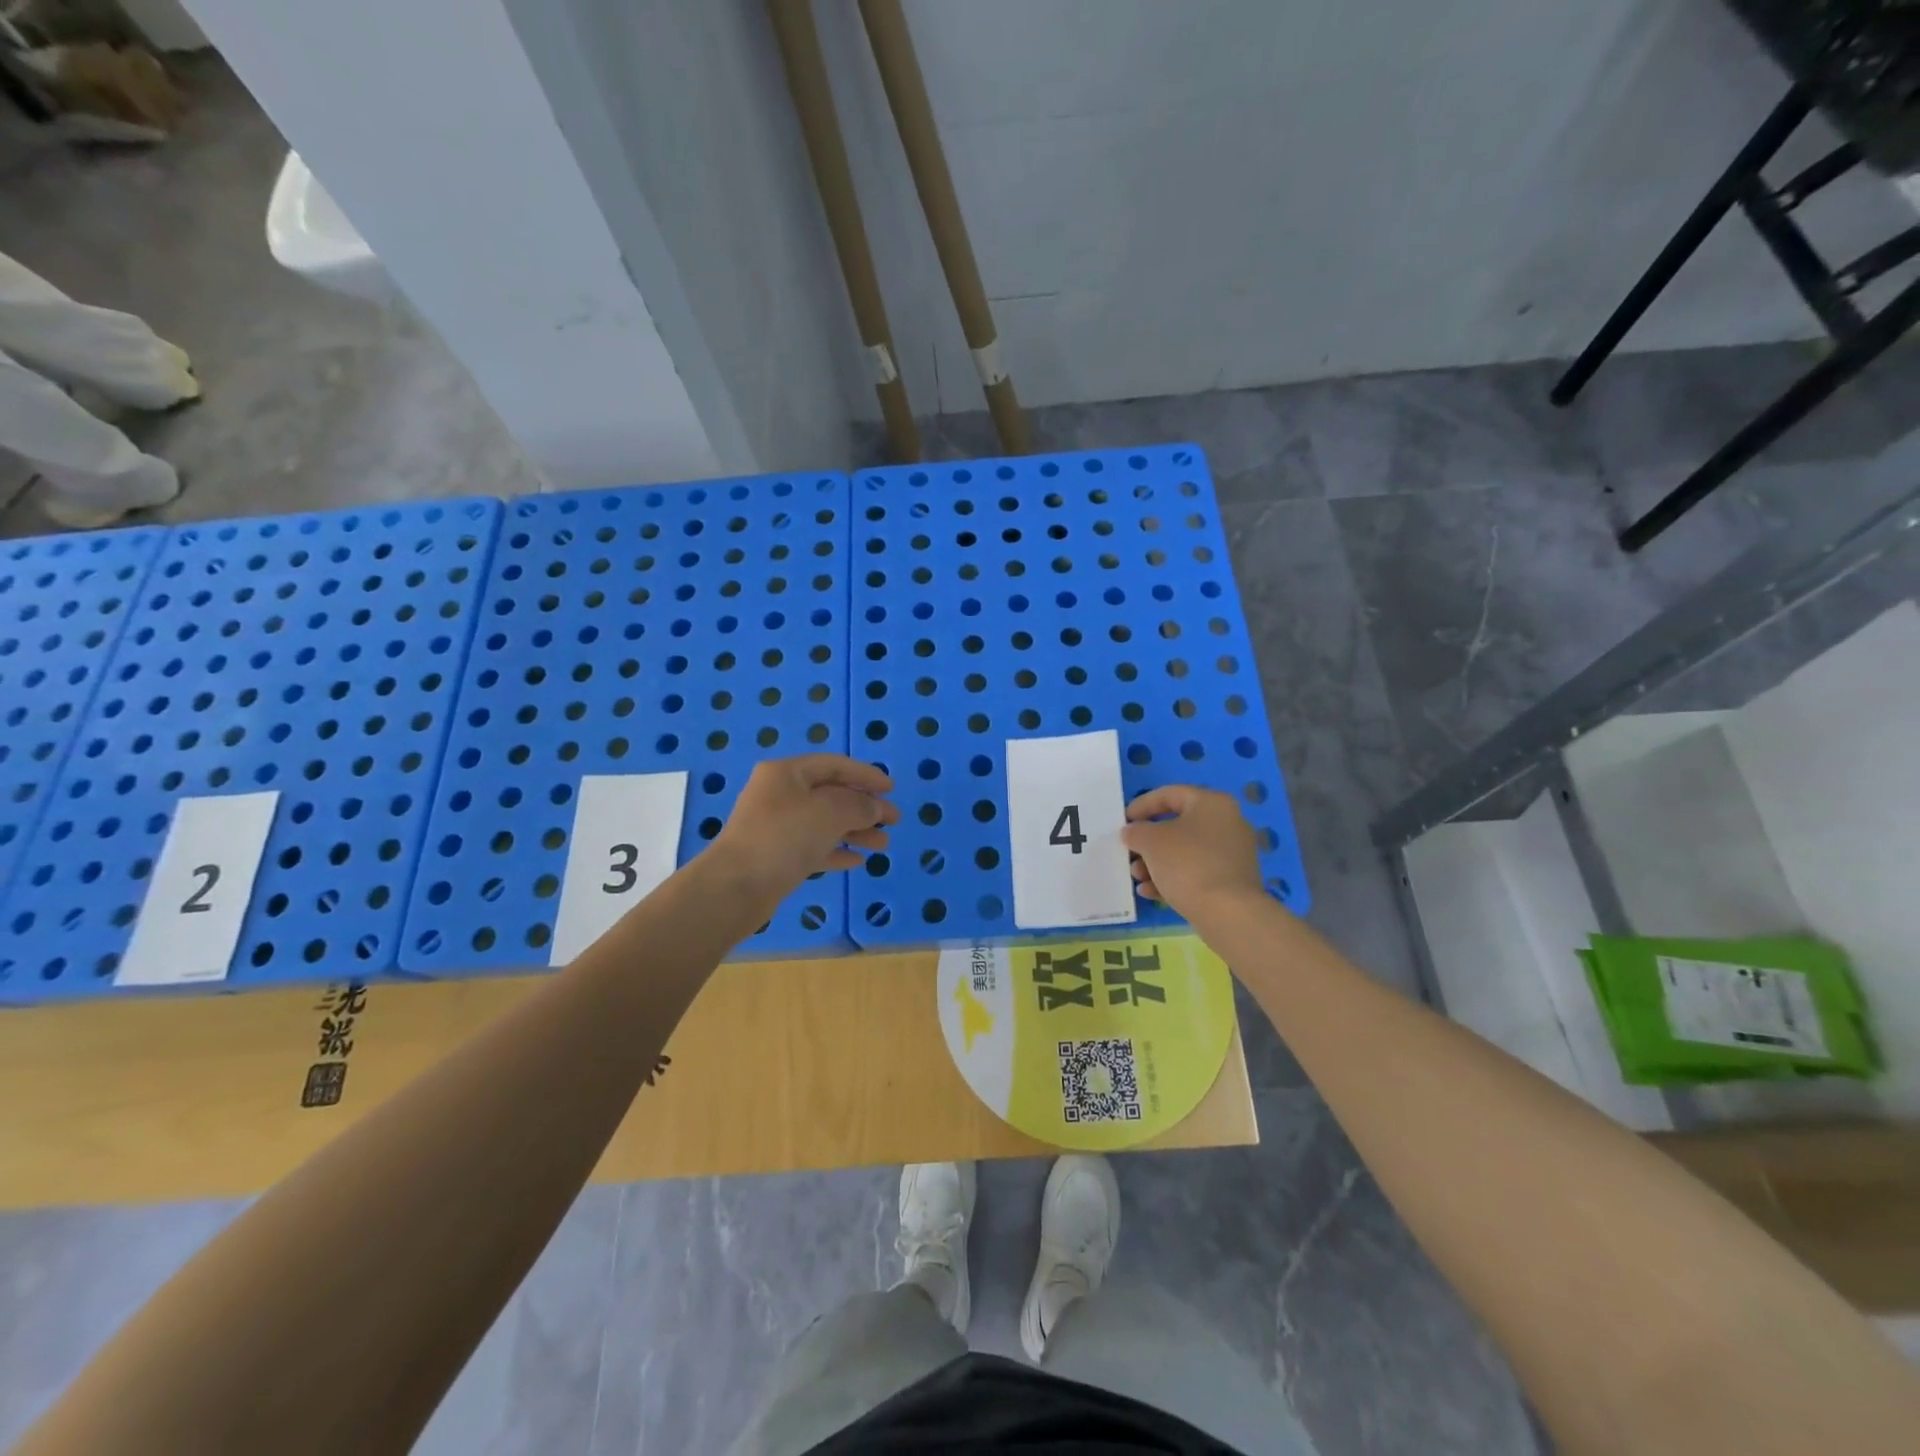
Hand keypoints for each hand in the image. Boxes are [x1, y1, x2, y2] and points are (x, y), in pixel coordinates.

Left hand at [709, 754, 896, 906]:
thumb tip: (875, 807)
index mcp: (787, 773)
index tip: (891, 789)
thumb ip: (860, 805)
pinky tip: (858, 861)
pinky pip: (813, 847)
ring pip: (824, 823)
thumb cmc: (785, 837)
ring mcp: (776, 827)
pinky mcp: (776, 856)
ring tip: (883, 845)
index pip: (834, 765)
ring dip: (856, 831)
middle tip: (894, 821)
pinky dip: (836, 851)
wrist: (737, 887)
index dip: (865, 775)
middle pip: (831, 794)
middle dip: (865, 807)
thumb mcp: (830, 812)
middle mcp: (780, 795)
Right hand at [1122, 785, 1264, 917]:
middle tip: (1129, 852)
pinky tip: (1151, 893)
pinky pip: (1196, 872)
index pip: (1170, 794)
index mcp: (1212, 803)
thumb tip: (1134, 832)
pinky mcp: (1232, 881)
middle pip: (1177, 825)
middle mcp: (1227, 823)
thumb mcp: (1151, 841)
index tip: (1123, 821)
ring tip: (1137, 877)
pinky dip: (1173, 878)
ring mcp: (1232, 854)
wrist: (1228, 913)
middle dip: (1148, 841)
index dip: (1142, 805)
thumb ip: (1136, 831)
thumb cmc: (1188, 864)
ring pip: (1185, 852)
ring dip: (1156, 863)